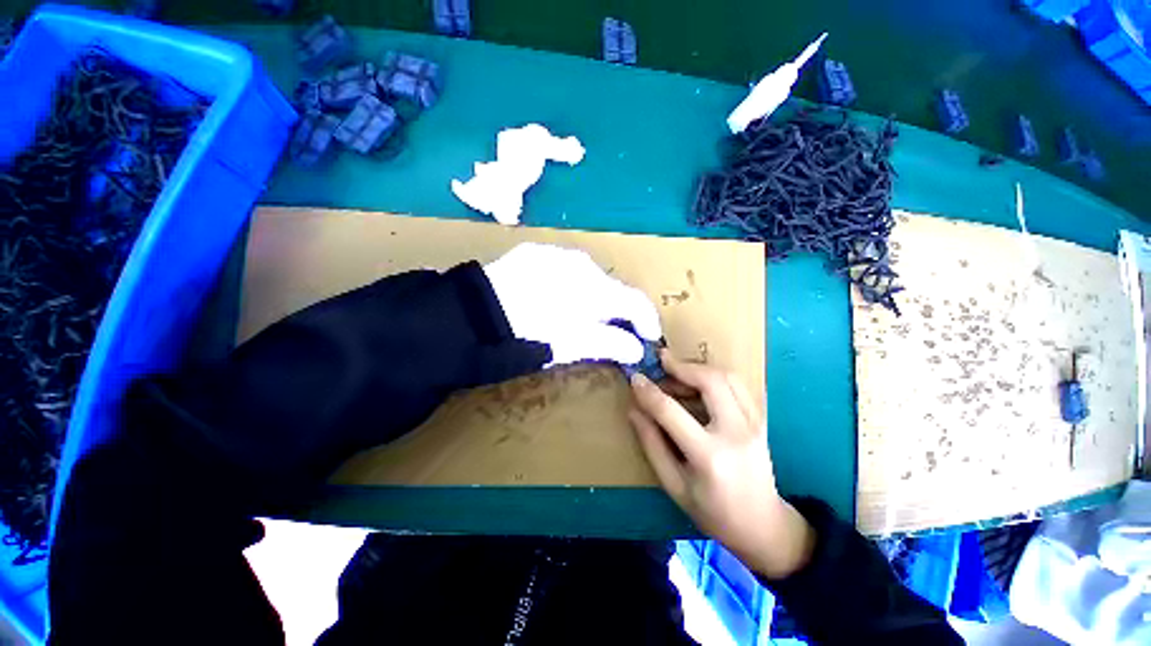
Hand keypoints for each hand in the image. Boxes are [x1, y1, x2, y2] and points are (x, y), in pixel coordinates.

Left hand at [484, 243, 661, 365]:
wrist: (476, 315)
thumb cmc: (531, 334)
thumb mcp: (574, 345)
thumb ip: (611, 343)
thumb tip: (636, 349)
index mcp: (597, 287)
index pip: (636, 301)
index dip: (647, 321)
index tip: (648, 339)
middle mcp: (583, 263)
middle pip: (611, 289)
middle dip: (616, 311)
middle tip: (609, 332)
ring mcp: (557, 254)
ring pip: (587, 278)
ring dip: (591, 297)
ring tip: (578, 316)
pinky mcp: (535, 253)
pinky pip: (563, 269)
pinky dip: (568, 286)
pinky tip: (552, 299)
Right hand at [628, 352, 815, 579]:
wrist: (763, 526)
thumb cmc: (712, 512)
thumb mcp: (673, 484)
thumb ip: (651, 443)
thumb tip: (634, 409)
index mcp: (709, 456)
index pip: (671, 411)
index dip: (649, 392)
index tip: (635, 378)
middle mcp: (736, 434)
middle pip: (710, 381)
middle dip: (681, 366)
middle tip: (661, 361)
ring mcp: (754, 424)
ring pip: (727, 377)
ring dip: (698, 368)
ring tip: (677, 373)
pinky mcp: (761, 420)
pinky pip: (737, 385)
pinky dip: (715, 376)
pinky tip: (699, 383)